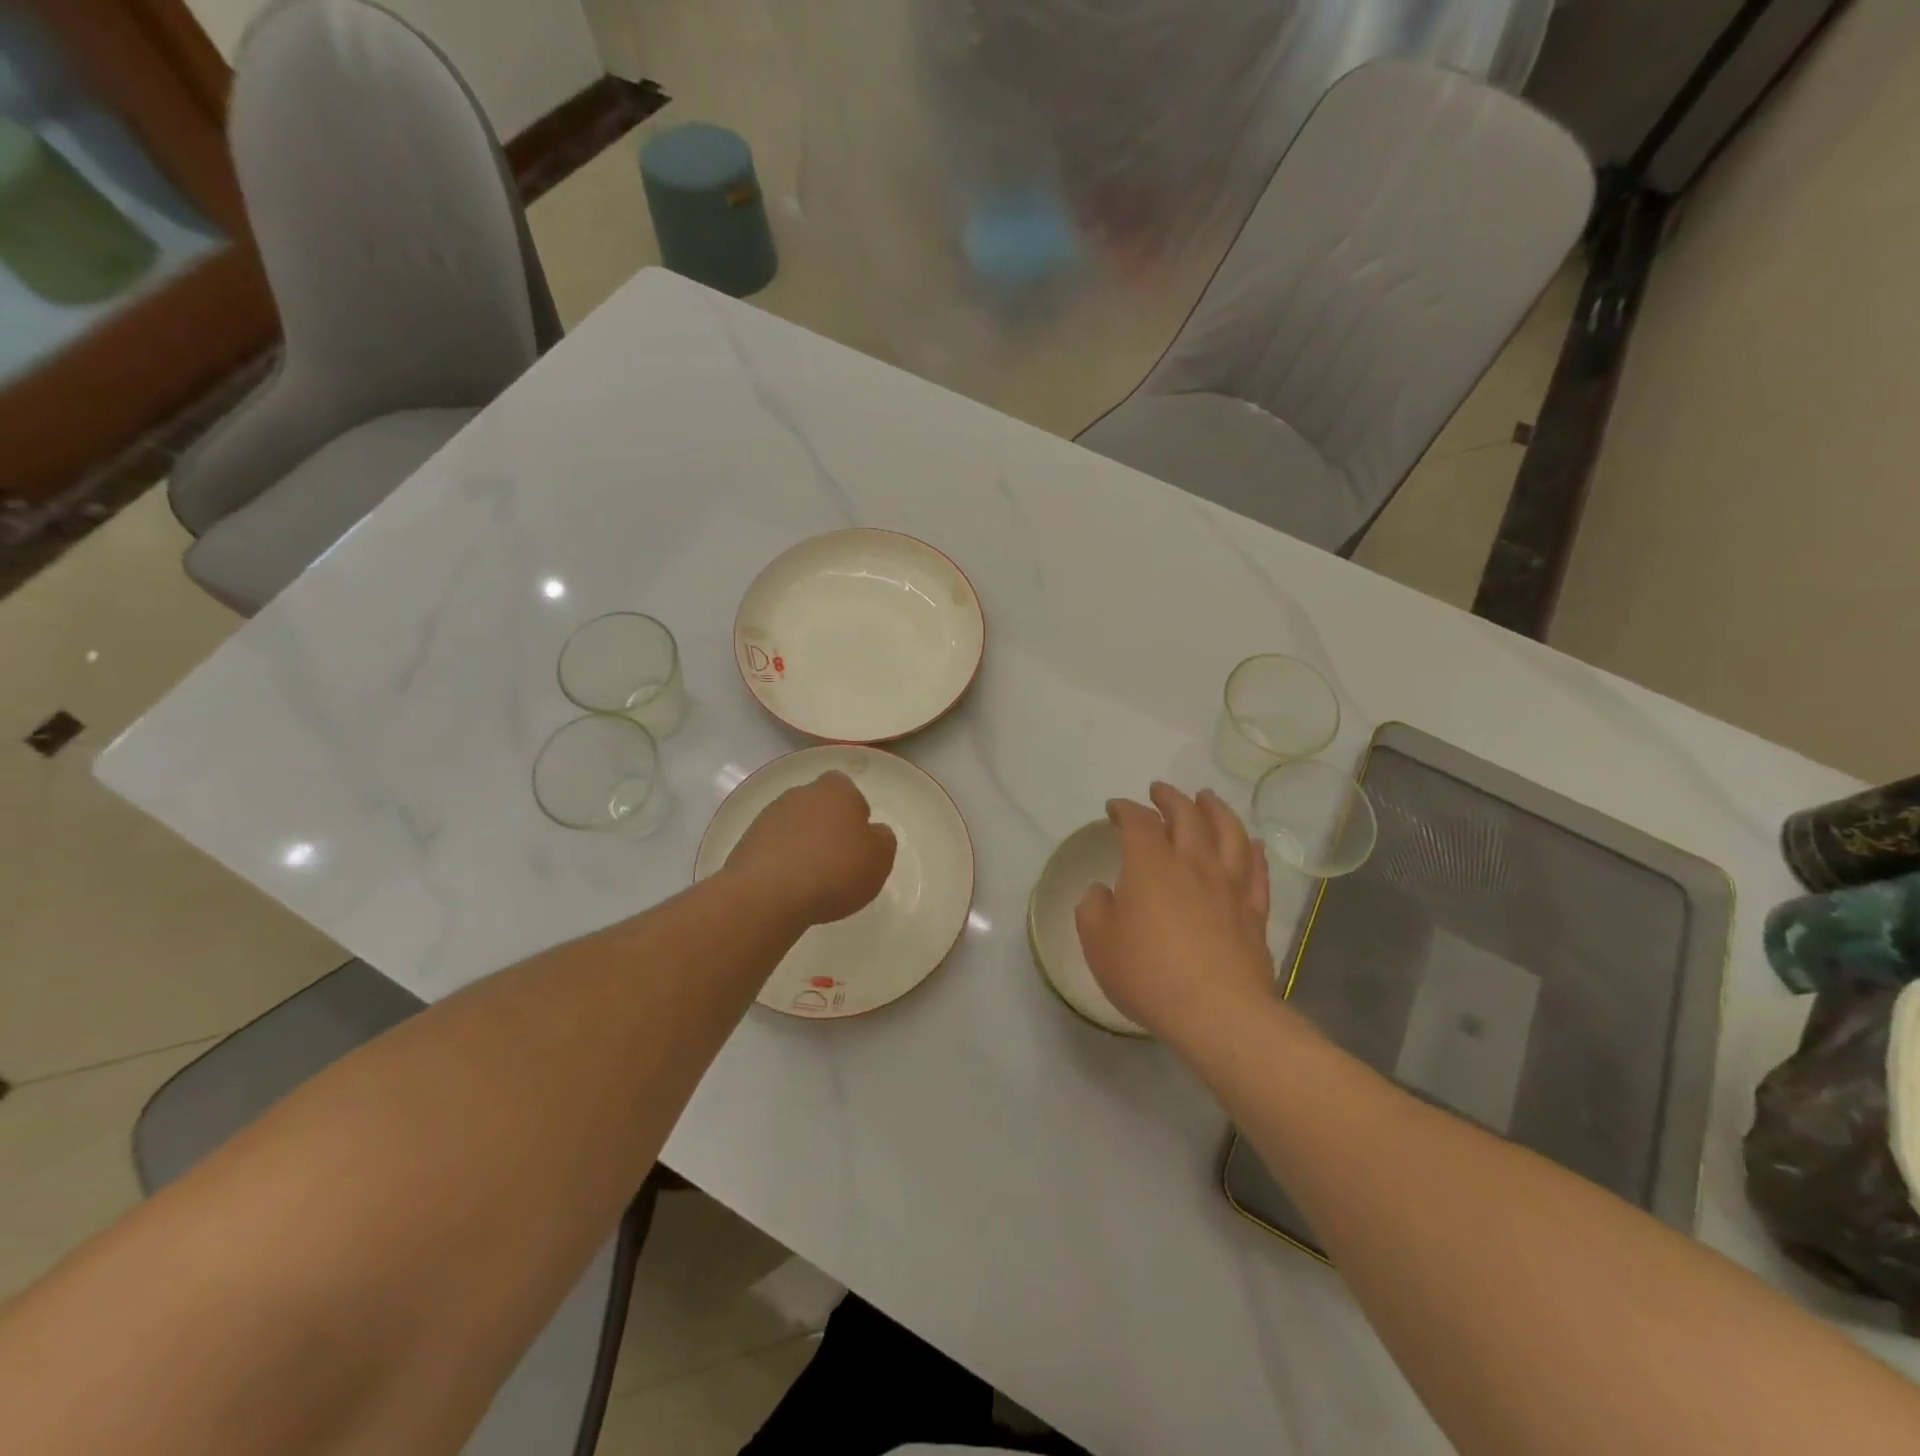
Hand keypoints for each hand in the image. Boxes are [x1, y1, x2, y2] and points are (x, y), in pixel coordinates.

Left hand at [724, 770, 896, 927]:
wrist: (768, 894)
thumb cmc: (835, 869)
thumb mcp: (879, 858)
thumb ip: (883, 839)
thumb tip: (874, 832)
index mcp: (835, 790)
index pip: (846, 788)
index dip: (854, 812)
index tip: (858, 840)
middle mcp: (799, 794)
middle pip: (818, 805)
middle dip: (826, 827)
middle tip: (838, 860)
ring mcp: (768, 817)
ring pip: (793, 826)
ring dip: (802, 845)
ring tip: (812, 880)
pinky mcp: (746, 843)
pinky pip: (772, 849)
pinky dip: (781, 863)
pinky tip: (788, 888)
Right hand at [1075, 783, 1274, 1047]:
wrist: (1217, 1013)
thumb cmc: (1148, 974)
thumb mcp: (1098, 943)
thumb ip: (1094, 909)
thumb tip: (1103, 891)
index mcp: (1151, 865)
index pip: (1138, 822)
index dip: (1126, 809)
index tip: (1115, 808)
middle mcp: (1193, 864)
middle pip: (1187, 816)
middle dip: (1171, 798)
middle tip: (1160, 790)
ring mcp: (1229, 886)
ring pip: (1229, 833)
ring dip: (1216, 810)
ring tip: (1207, 799)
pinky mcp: (1254, 911)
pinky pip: (1256, 871)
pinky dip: (1252, 851)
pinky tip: (1251, 844)